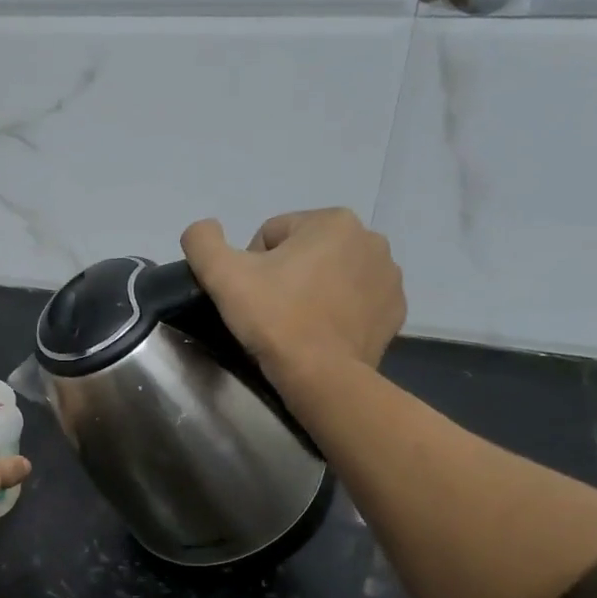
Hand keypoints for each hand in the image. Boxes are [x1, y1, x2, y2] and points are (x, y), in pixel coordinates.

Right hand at [180, 209, 405, 386]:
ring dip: (311, 291)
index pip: (272, 235)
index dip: (251, 265)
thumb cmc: (274, 318)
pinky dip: (336, 311)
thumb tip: (203, 229)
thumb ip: (202, 240)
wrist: (322, 376)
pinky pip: (354, 300)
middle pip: (304, 252)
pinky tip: (321, 332)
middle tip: (270, 311)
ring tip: (295, 323)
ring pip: (330, 274)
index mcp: (332, 221)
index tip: (251, 295)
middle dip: (285, 275)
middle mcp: (370, 239)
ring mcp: (389, 276)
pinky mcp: (394, 310)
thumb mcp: (222, 274)